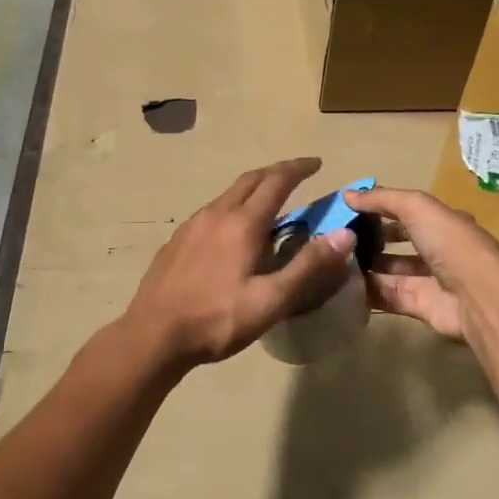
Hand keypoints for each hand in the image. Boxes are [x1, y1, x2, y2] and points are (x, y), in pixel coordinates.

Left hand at [124, 157, 357, 367]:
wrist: (153, 334)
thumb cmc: (217, 319)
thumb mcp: (271, 300)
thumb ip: (308, 266)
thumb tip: (345, 233)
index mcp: (242, 224)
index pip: (276, 182)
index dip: (298, 169)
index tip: (317, 163)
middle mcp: (216, 214)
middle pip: (250, 180)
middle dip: (276, 172)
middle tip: (297, 174)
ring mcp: (191, 225)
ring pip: (227, 195)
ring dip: (253, 189)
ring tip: (269, 201)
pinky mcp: (176, 240)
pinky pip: (211, 212)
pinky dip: (232, 207)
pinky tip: (233, 231)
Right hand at [343, 185, 498, 343]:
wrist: (479, 297)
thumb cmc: (451, 244)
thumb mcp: (417, 208)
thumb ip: (382, 199)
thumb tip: (347, 195)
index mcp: (441, 222)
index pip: (405, 211)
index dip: (377, 209)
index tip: (347, 210)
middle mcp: (437, 249)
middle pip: (397, 241)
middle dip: (370, 239)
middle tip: (338, 238)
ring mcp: (429, 279)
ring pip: (391, 270)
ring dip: (366, 265)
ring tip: (335, 260)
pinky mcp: (420, 306)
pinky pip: (389, 296)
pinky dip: (369, 291)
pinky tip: (343, 285)